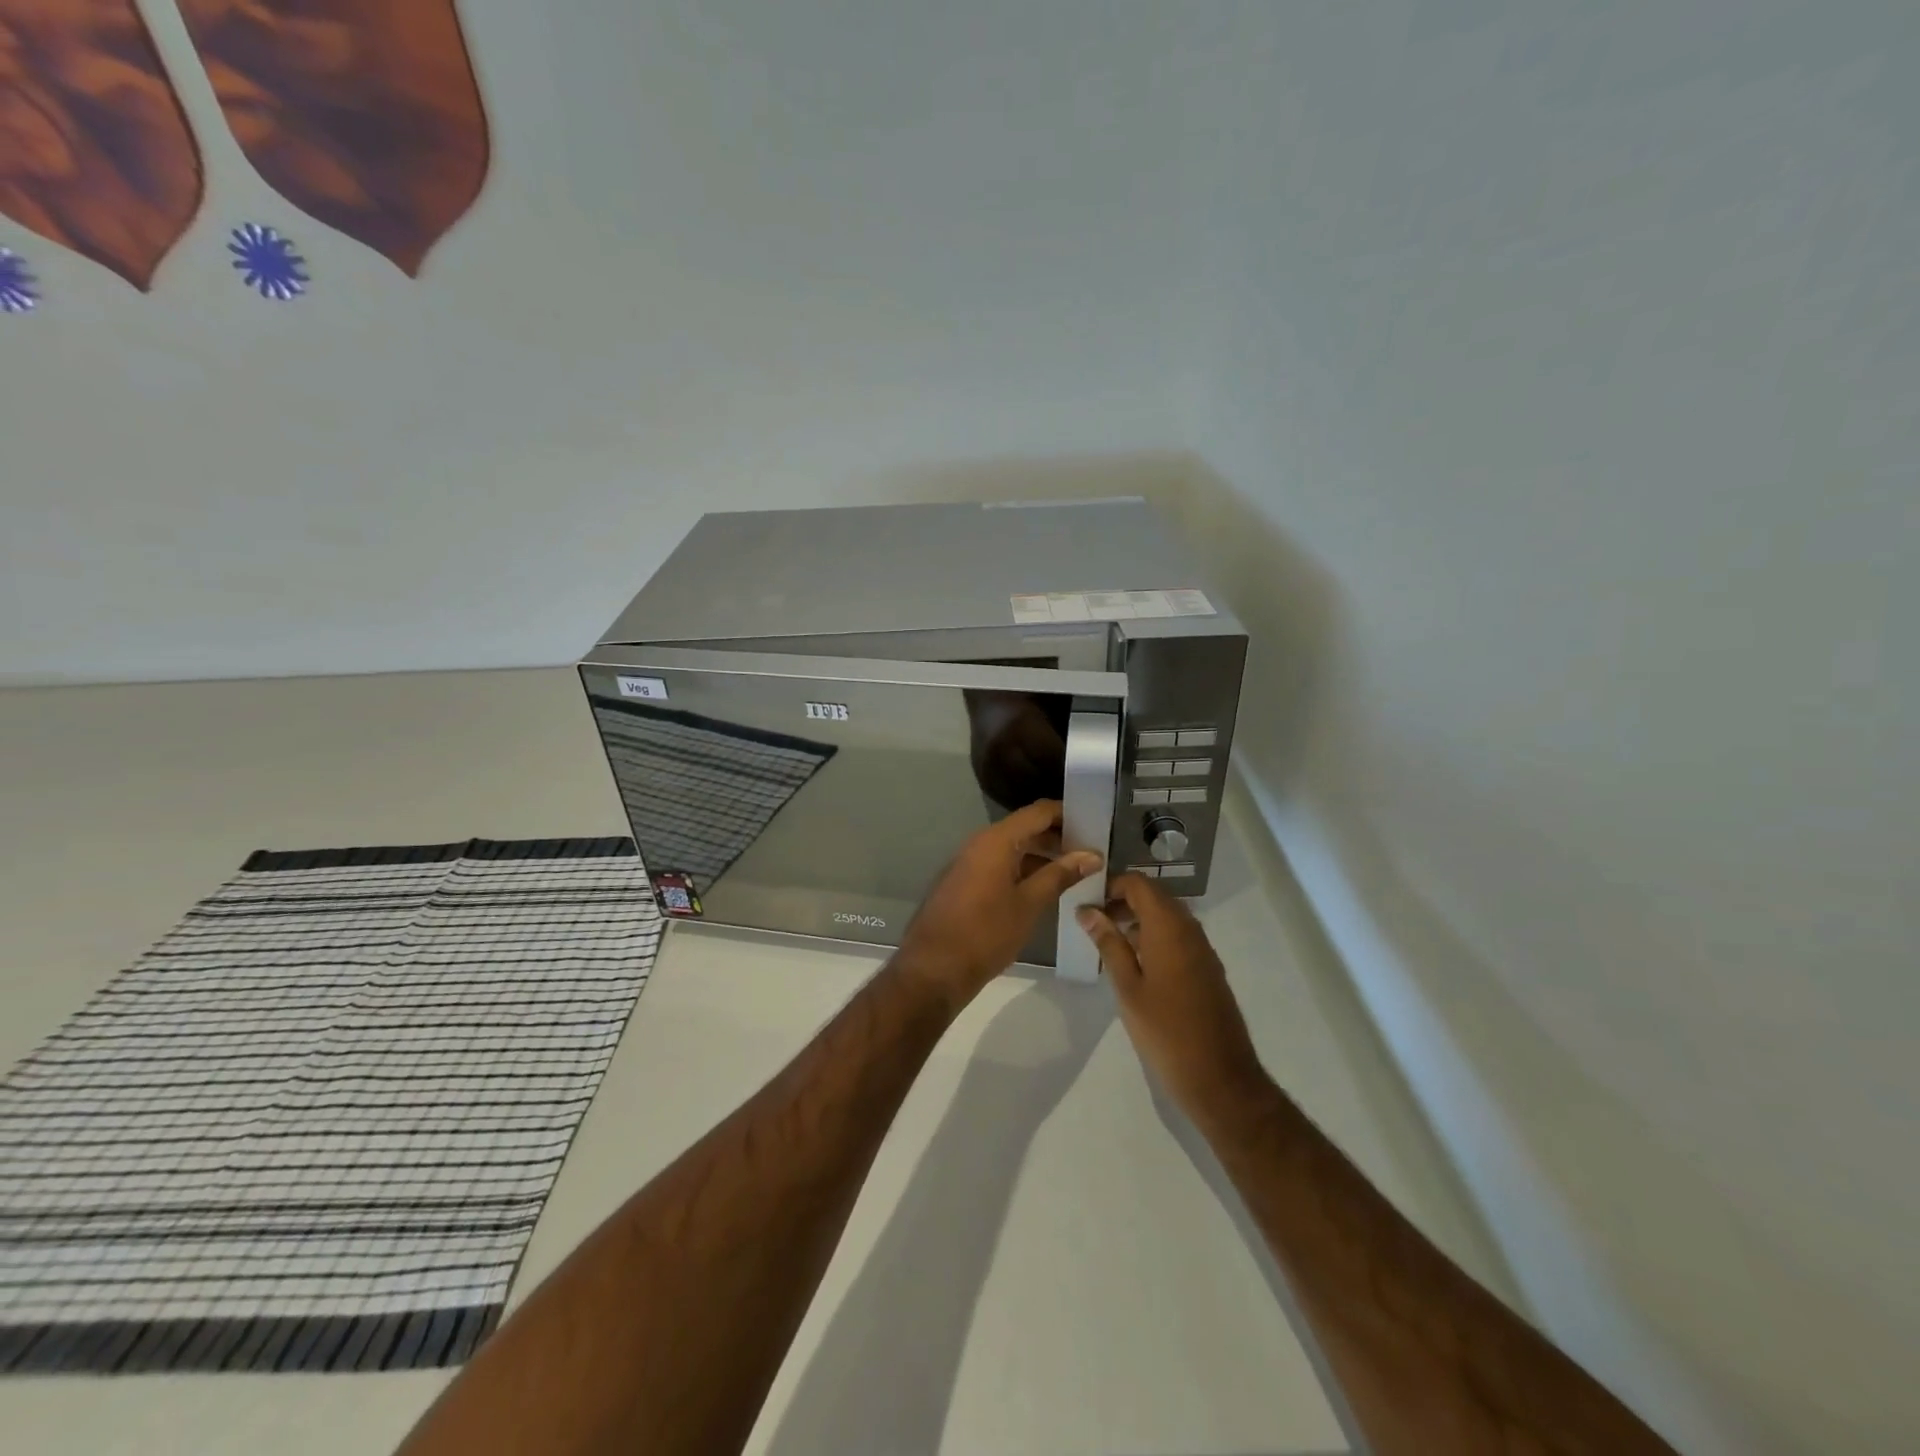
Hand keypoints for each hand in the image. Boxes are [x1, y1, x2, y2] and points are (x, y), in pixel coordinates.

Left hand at [896, 800, 1102, 1006]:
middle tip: (1092, 854)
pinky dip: (1024, 871)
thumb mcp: (1029, 904)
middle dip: (1058, 838)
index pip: (1039, 812)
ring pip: (1013, 849)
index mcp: (996, 840)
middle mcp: (980, 843)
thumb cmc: (985, 933)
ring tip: (1076, 873)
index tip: (1095, 825)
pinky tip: (1045, 889)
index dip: (1068, 814)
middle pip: (1026, 829)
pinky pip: (1000, 865)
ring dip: (1042, 857)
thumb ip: (1060, 875)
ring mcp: (970, 863)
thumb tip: (1092, 854)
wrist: (933, 969)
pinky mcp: (965, 883)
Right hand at [1076, 873, 1271, 1125]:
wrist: (1220, 1078)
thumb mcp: (1127, 987)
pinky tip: (1135, 964)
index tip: (1087, 901)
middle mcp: (1190, 929)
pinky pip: (1178, 937)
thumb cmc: (1165, 1031)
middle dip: (1122, 901)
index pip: (1139, 884)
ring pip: (1167, 917)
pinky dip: (1154, 937)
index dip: (1111, 885)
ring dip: (1138, 920)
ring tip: (1107, 942)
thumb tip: (1087, 911)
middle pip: (1154, 897)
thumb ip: (1108, 944)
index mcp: (1169, 927)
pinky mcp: (1208, 969)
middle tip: (1092, 921)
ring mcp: (1203, 949)